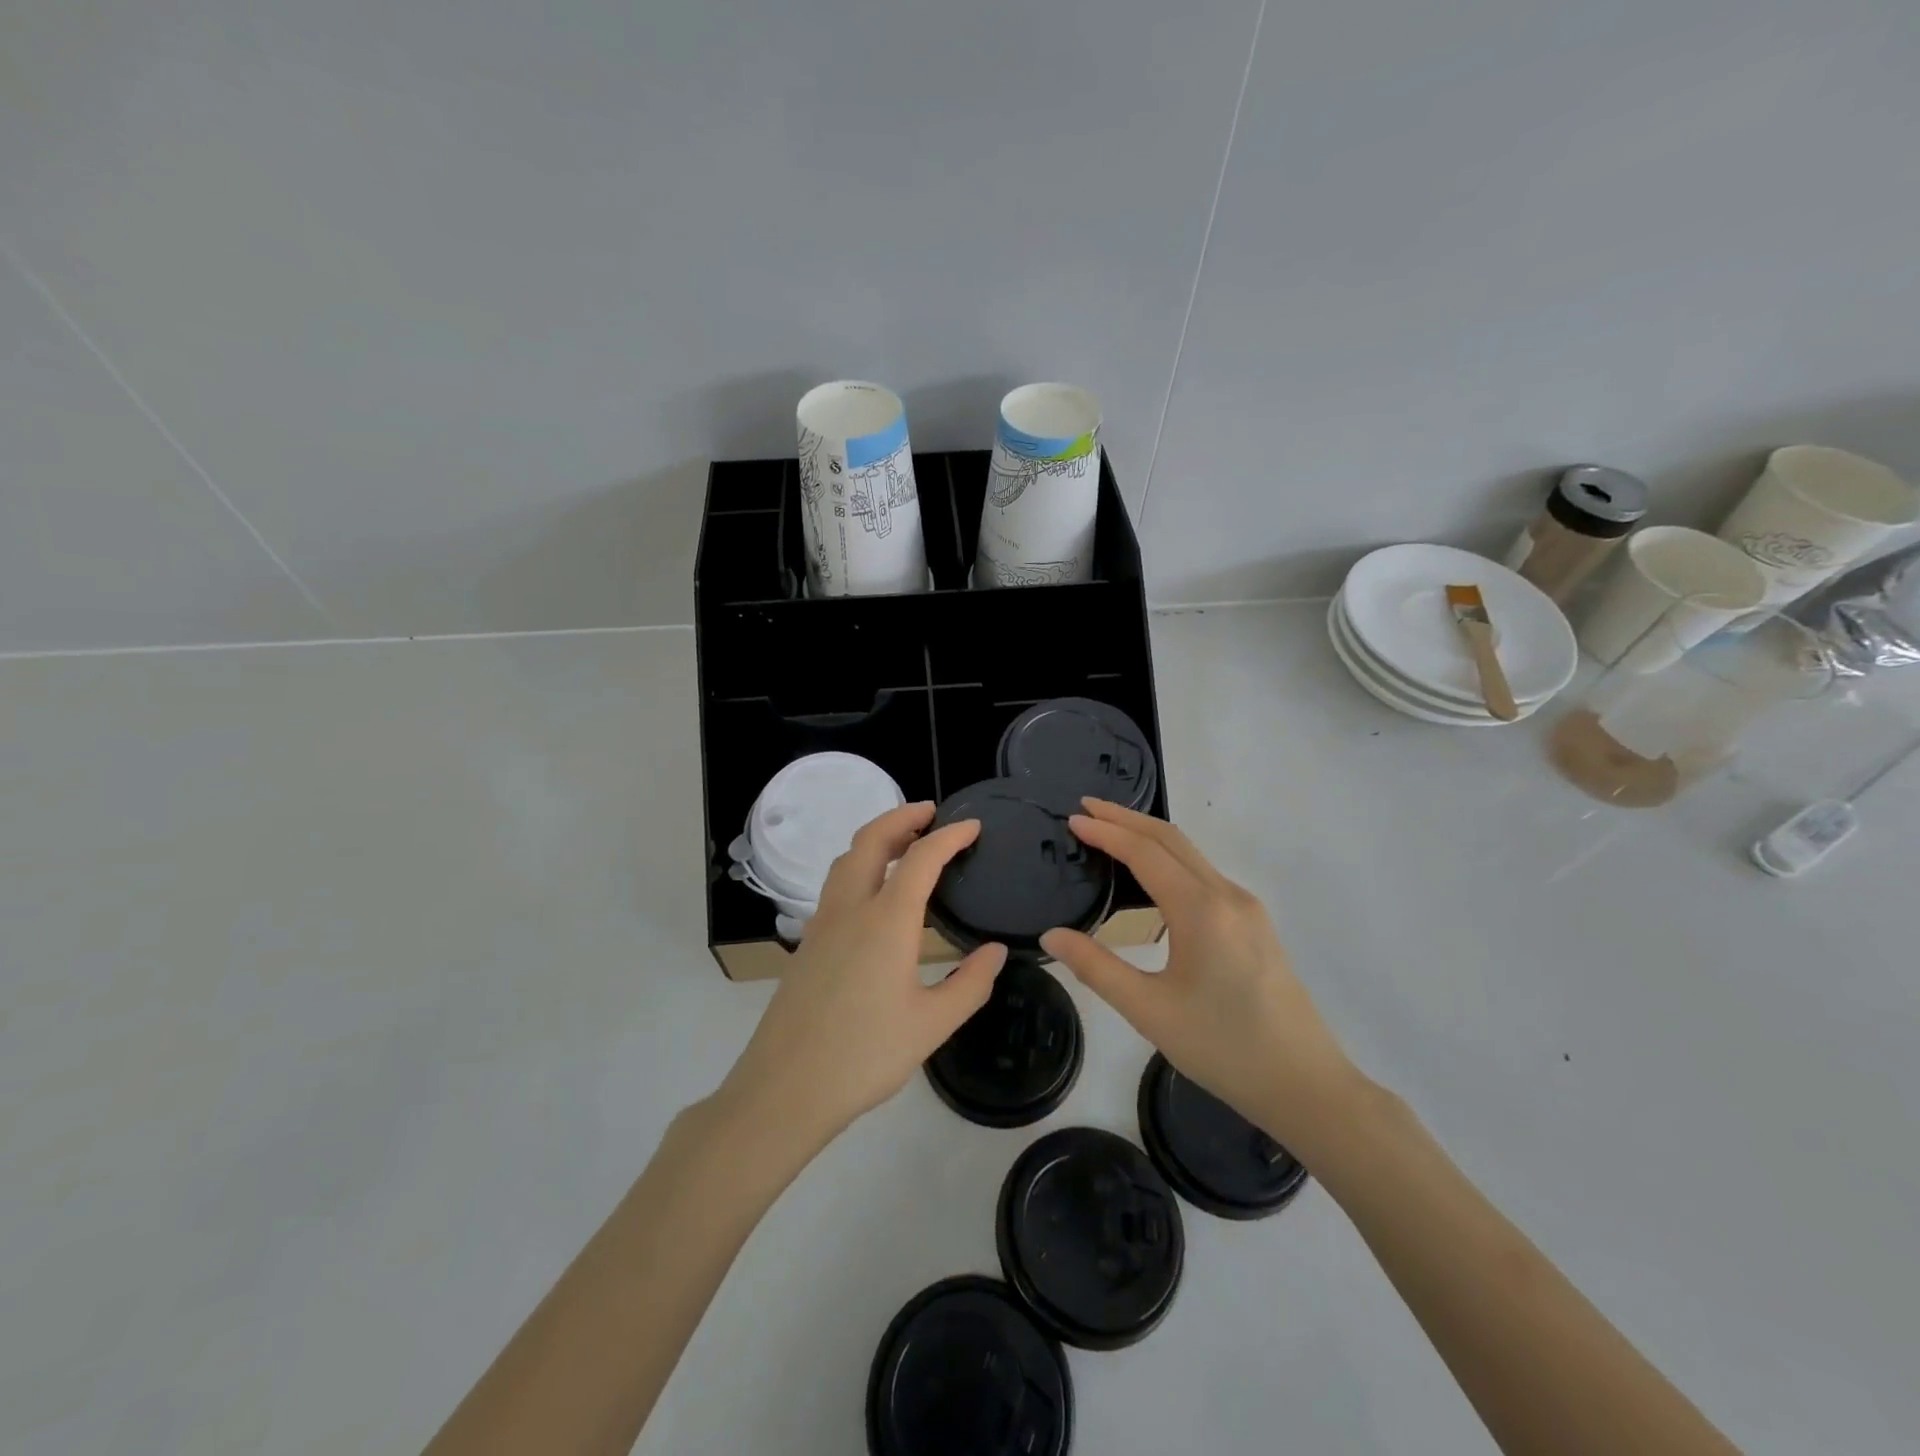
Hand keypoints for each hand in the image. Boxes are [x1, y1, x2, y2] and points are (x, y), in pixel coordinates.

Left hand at [717, 802, 1006, 1150]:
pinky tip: (875, 895)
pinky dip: (860, 866)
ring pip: (847, 859)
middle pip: (871, 840)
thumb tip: (997, 952)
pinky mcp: (807, 943)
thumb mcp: (932, 1025)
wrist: (785, 1088)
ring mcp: (822, 923)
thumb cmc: (864, 1056)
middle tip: (931, 814)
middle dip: (902, 817)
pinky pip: (836, 885)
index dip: (949, 836)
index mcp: (886, 921)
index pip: (922, 858)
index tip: (973, 826)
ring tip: (905, 844)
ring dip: (877, 839)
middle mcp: (850, 909)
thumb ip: (971, 984)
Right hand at [1040, 799, 1356, 1153]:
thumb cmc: (1223, 1048)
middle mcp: (1227, 895)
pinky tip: (1151, 875)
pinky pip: (1204, 874)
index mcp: (1201, 910)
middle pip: (1171, 839)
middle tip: (1086, 808)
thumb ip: (1096, 968)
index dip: (1106, 831)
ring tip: (1110, 833)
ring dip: (1149, 836)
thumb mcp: (1149, 1011)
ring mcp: (1247, 907)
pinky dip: (1170, 859)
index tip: (1072, 818)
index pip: (1145, 852)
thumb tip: (1051, 935)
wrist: (1305, 1085)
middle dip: (1126, 818)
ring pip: (1191, 854)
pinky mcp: (1254, 923)